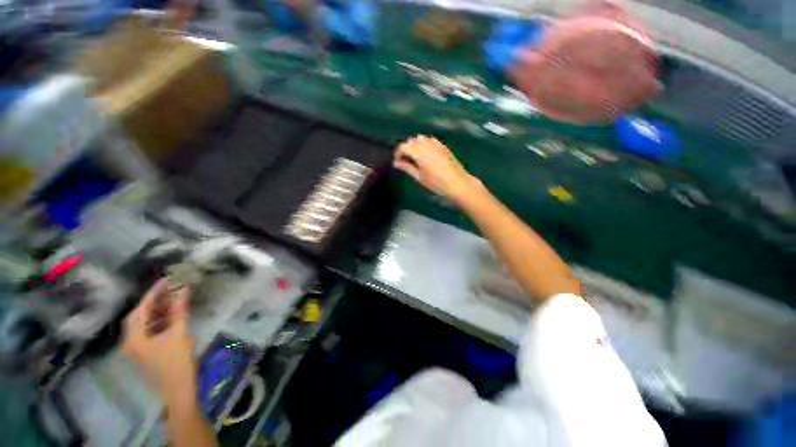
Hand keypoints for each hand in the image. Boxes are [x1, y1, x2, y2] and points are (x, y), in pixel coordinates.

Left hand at [123, 279, 195, 396]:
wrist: (178, 389)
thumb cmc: (176, 362)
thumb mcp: (179, 334)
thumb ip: (179, 311)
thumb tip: (183, 289)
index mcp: (134, 337)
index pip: (141, 309)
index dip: (153, 293)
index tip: (166, 280)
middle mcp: (131, 341)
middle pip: (139, 315)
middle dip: (154, 301)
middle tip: (170, 288)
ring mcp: (139, 347)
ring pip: (145, 323)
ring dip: (158, 310)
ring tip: (173, 298)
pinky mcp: (147, 351)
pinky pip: (150, 330)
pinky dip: (160, 320)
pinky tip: (172, 315)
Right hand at [393, 135, 478, 204]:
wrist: (458, 183)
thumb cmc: (436, 183)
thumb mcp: (419, 176)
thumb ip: (407, 167)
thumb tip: (395, 163)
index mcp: (418, 152)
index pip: (403, 147)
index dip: (398, 153)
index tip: (397, 162)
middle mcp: (426, 144)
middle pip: (411, 141)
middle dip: (406, 149)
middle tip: (405, 161)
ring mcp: (435, 143)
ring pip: (420, 139)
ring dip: (415, 145)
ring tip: (415, 158)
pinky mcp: (442, 146)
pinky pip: (430, 140)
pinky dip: (424, 144)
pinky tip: (426, 155)